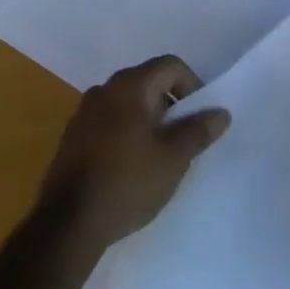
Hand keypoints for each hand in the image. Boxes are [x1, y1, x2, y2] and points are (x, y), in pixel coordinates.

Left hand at [36, 55, 230, 256]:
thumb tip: (221, 112)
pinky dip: (126, 131)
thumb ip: (198, 131)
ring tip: (158, 154)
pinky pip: (109, 120)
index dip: (192, 85)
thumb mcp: (173, 159)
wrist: (68, 223)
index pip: (170, 65)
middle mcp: (105, 89)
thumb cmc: (128, 182)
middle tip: (182, 138)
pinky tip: (130, 165)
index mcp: (130, 85)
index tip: (199, 118)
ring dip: (148, 119)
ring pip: (127, 102)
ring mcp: (84, 111)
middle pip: (148, 81)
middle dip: (170, 104)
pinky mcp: (73, 136)